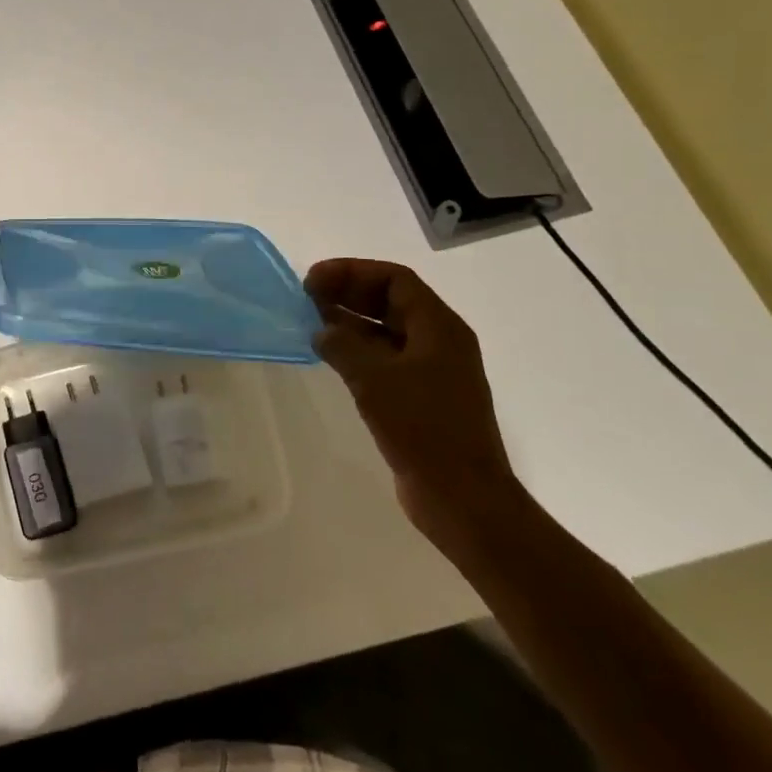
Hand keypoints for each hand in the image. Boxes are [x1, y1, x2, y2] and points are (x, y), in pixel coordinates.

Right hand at [305, 258, 522, 550]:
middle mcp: (440, 342)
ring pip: (386, 330)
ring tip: (311, 321)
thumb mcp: (374, 379)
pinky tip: (330, 357)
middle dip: (349, 292)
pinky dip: (357, 350)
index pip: (394, 279)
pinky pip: (386, 359)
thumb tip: (322, 330)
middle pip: (391, 301)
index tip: (313, 280)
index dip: (352, 271)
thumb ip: (342, 345)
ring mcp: (432, 371)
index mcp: (439, 328)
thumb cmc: (423, 428)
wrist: (463, 499)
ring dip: (350, 321)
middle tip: (307, 296)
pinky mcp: (422, 398)